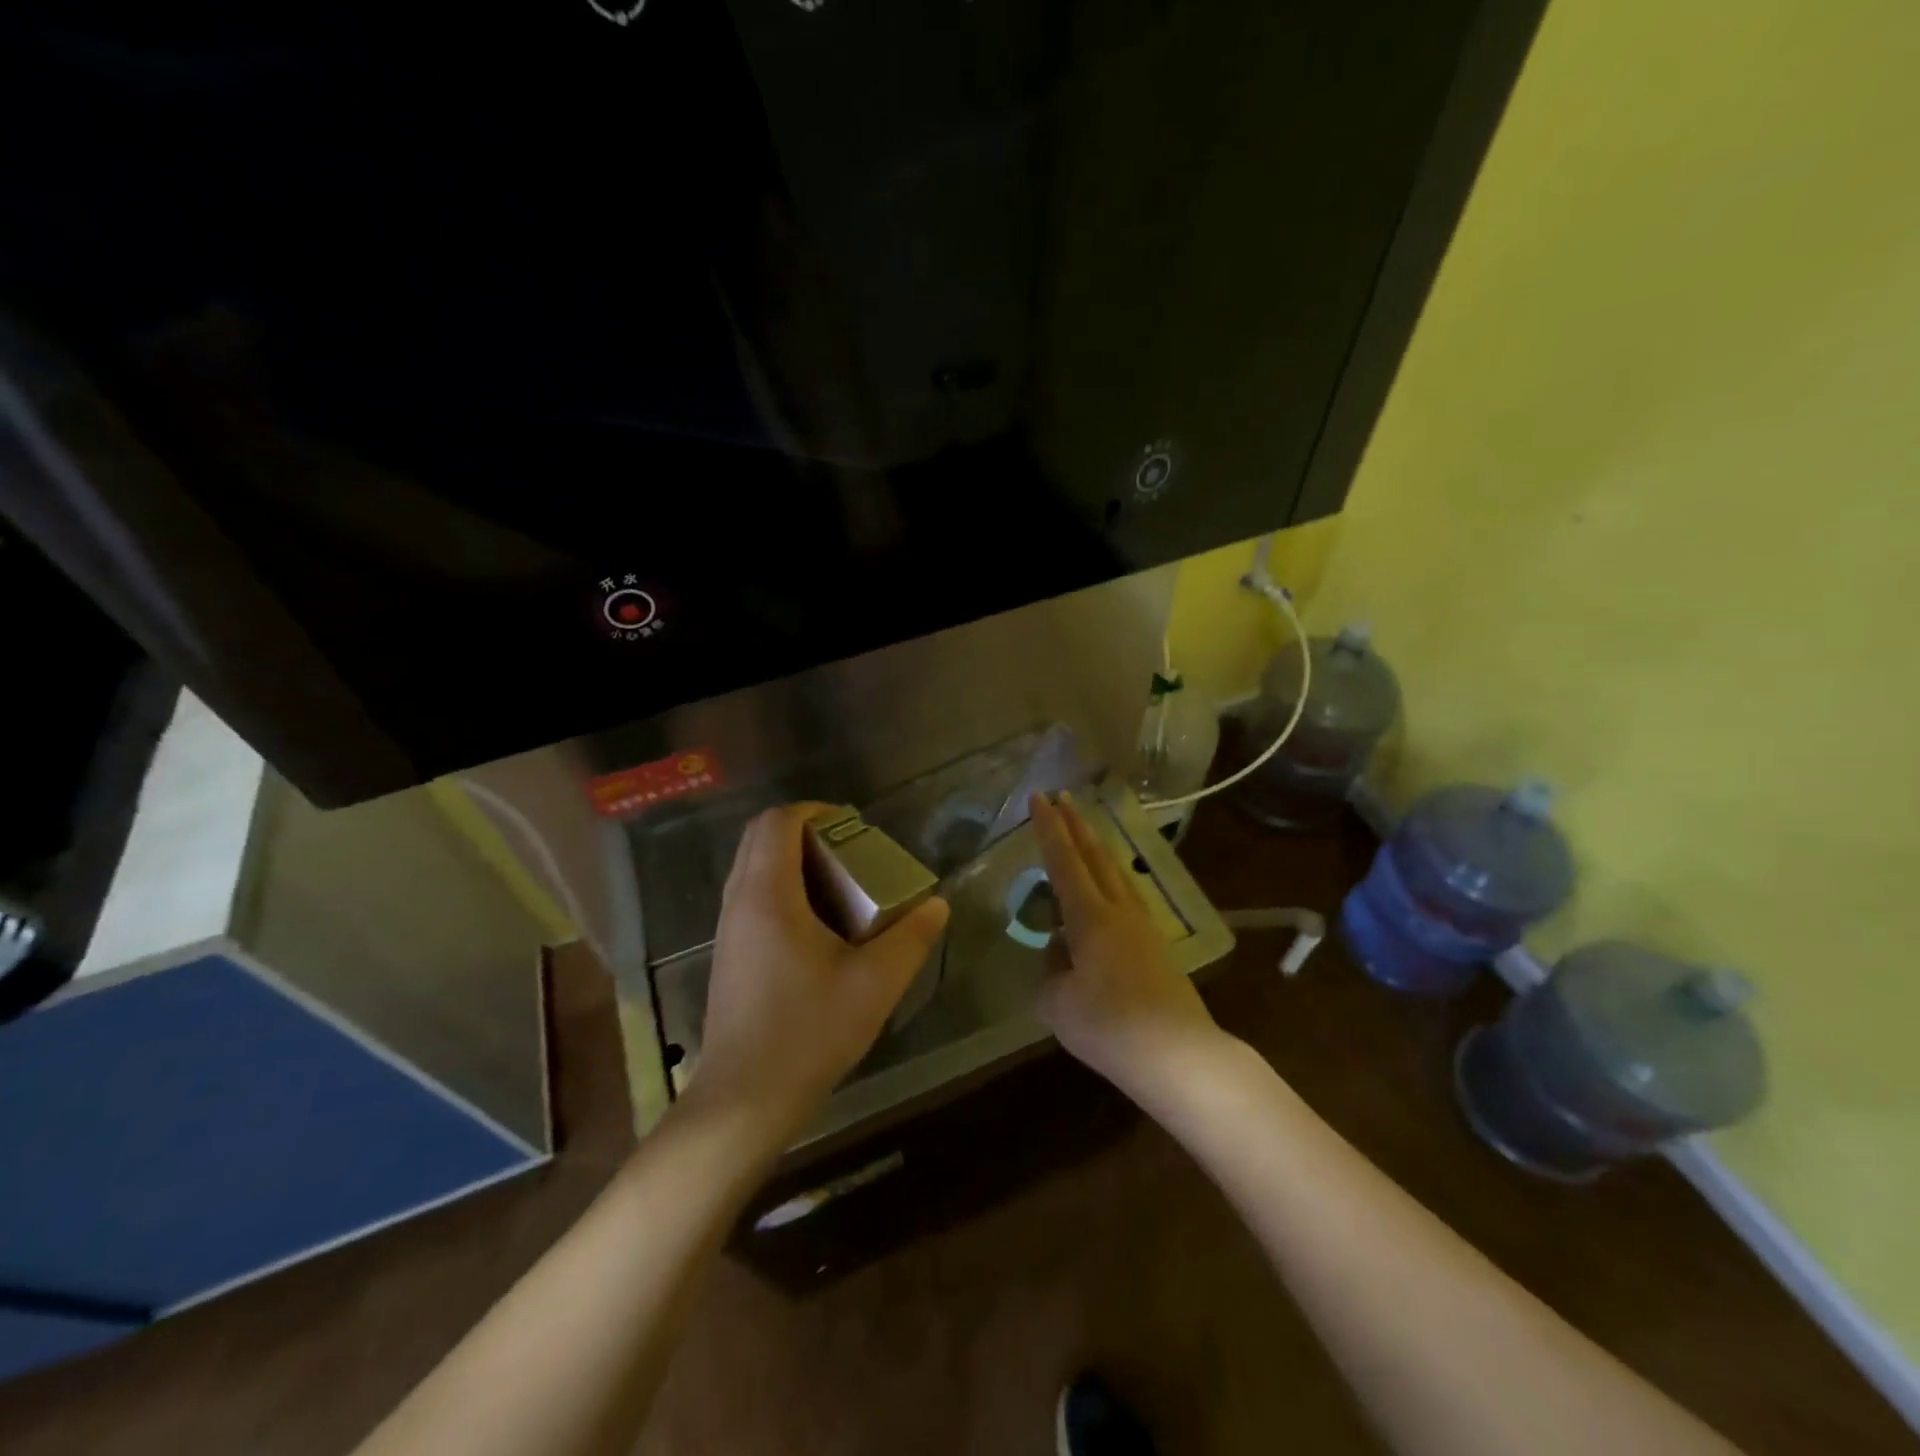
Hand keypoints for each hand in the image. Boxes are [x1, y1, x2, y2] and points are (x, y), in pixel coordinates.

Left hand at [688, 804, 949, 1144]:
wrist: (744, 1099)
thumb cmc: (808, 1033)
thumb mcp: (874, 984)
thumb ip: (911, 938)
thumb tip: (937, 905)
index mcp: (769, 896)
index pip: (778, 822)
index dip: (814, 811)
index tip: (852, 824)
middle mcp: (740, 902)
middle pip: (759, 837)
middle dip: (804, 830)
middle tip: (849, 849)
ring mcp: (729, 929)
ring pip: (752, 866)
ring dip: (791, 859)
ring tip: (840, 883)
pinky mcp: (729, 954)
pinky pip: (751, 895)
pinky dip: (781, 886)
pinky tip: (818, 924)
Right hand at [1028, 791, 1225, 1098]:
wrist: (1178, 1054)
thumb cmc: (1109, 1026)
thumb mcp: (1058, 1003)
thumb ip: (1052, 971)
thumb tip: (1061, 953)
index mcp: (1091, 917)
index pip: (1064, 861)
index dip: (1049, 828)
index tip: (1039, 797)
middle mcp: (1119, 911)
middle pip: (1096, 857)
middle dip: (1077, 825)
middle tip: (1063, 796)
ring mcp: (1144, 928)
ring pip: (1117, 874)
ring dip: (1097, 848)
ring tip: (1086, 833)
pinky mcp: (1157, 949)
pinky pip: (1128, 897)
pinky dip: (1111, 880)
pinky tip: (1109, 892)